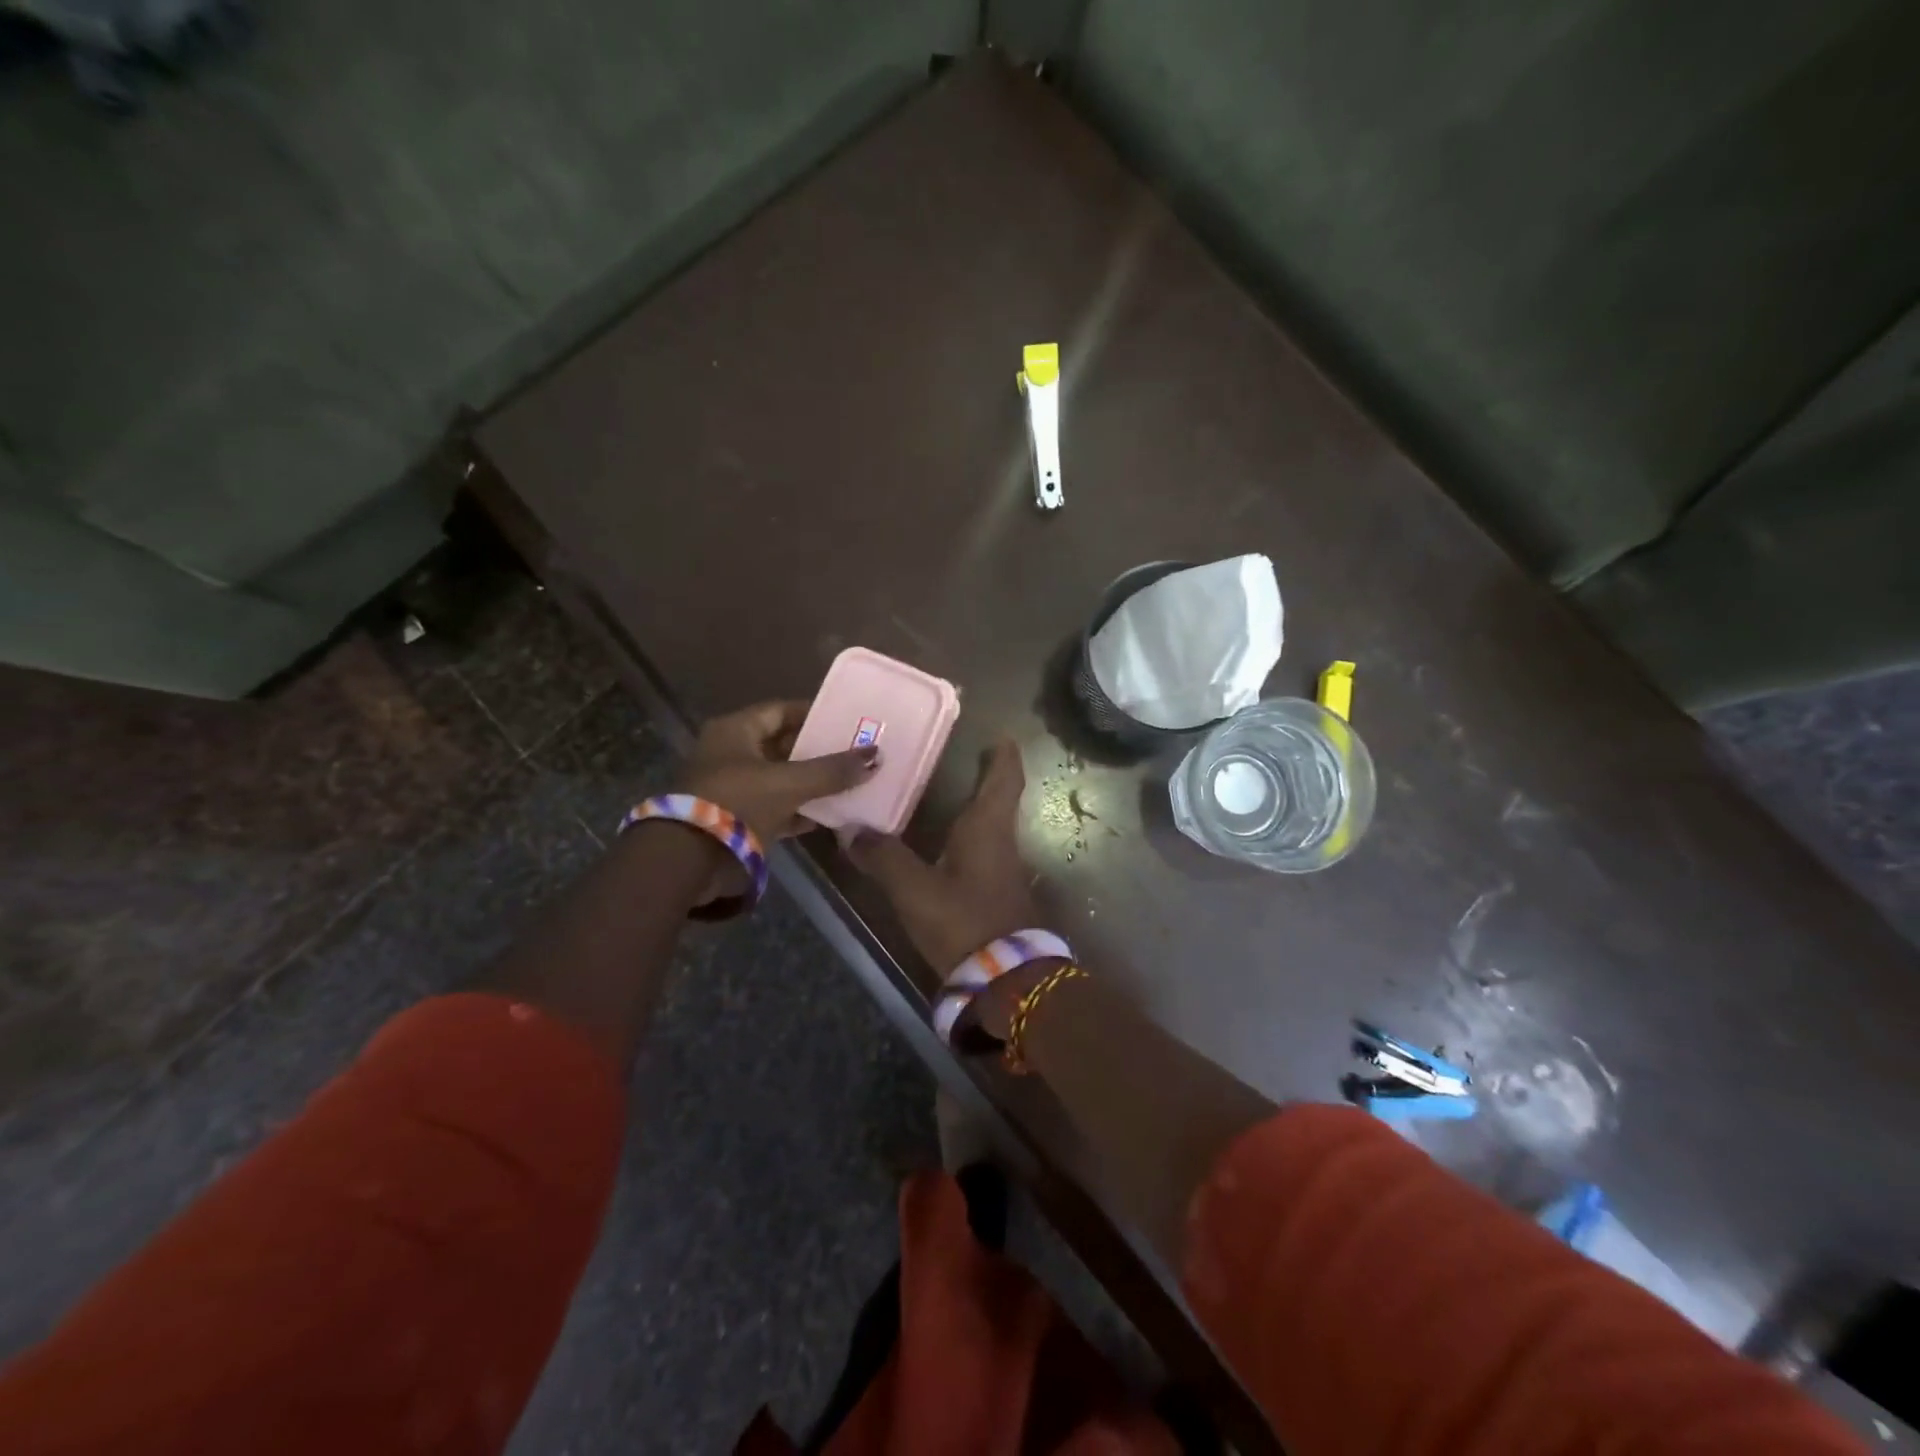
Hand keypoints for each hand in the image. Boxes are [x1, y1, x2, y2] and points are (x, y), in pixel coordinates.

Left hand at [678, 700, 878, 846]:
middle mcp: (732, 753)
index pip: (781, 711)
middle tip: (856, 751)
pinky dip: (801, 810)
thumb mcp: (789, 783)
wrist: (690, 860)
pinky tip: (832, 814)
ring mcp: (734, 788)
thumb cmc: (737, 803)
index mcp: (735, 731)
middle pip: (783, 745)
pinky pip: (777, 807)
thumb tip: (876, 756)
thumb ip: (832, 771)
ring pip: (782, 778)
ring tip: (852, 780)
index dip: (814, 713)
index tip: (846, 719)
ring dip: (813, 782)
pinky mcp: (739, 819)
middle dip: (818, 750)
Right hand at [845, 738, 1041, 981]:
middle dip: (986, 778)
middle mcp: (1001, 843)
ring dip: (975, 809)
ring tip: (946, 796)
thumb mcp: (915, 889)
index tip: (1001, 737)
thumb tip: (850, 830)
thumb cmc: (964, 921)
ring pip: (991, 827)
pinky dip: (968, 839)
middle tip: (961, 759)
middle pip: (999, 801)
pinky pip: (983, 852)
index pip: (1004, 781)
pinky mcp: (997, 895)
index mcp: (988, 829)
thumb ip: (883, 858)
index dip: (1004, 757)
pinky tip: (945, 847)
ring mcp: (1003, 870)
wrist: (1005, 980)